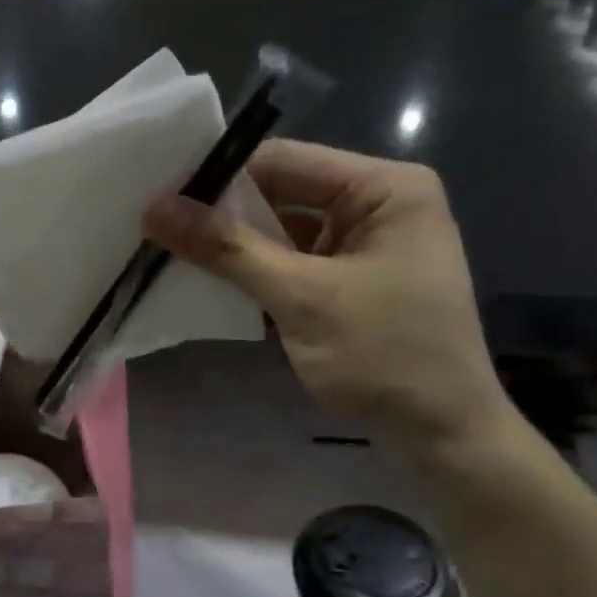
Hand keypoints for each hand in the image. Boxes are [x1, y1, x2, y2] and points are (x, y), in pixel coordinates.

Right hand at [145, 140, 511, 452]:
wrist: (442, 435)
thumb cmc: (384, 356)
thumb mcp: (302, 299)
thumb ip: (229, 250)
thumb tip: (155, 207)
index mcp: (385, 188)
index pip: (283, 161)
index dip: (219, 177)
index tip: (157, 197)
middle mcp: (376, 205)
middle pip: (281, 194)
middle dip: (222, 215)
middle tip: (154, 228)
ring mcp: (364, 247)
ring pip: (282, 233)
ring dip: (234, 249)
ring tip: (168, 254)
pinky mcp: (350, 284)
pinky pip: (292, 265)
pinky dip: (255, 275)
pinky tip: (209, 285)